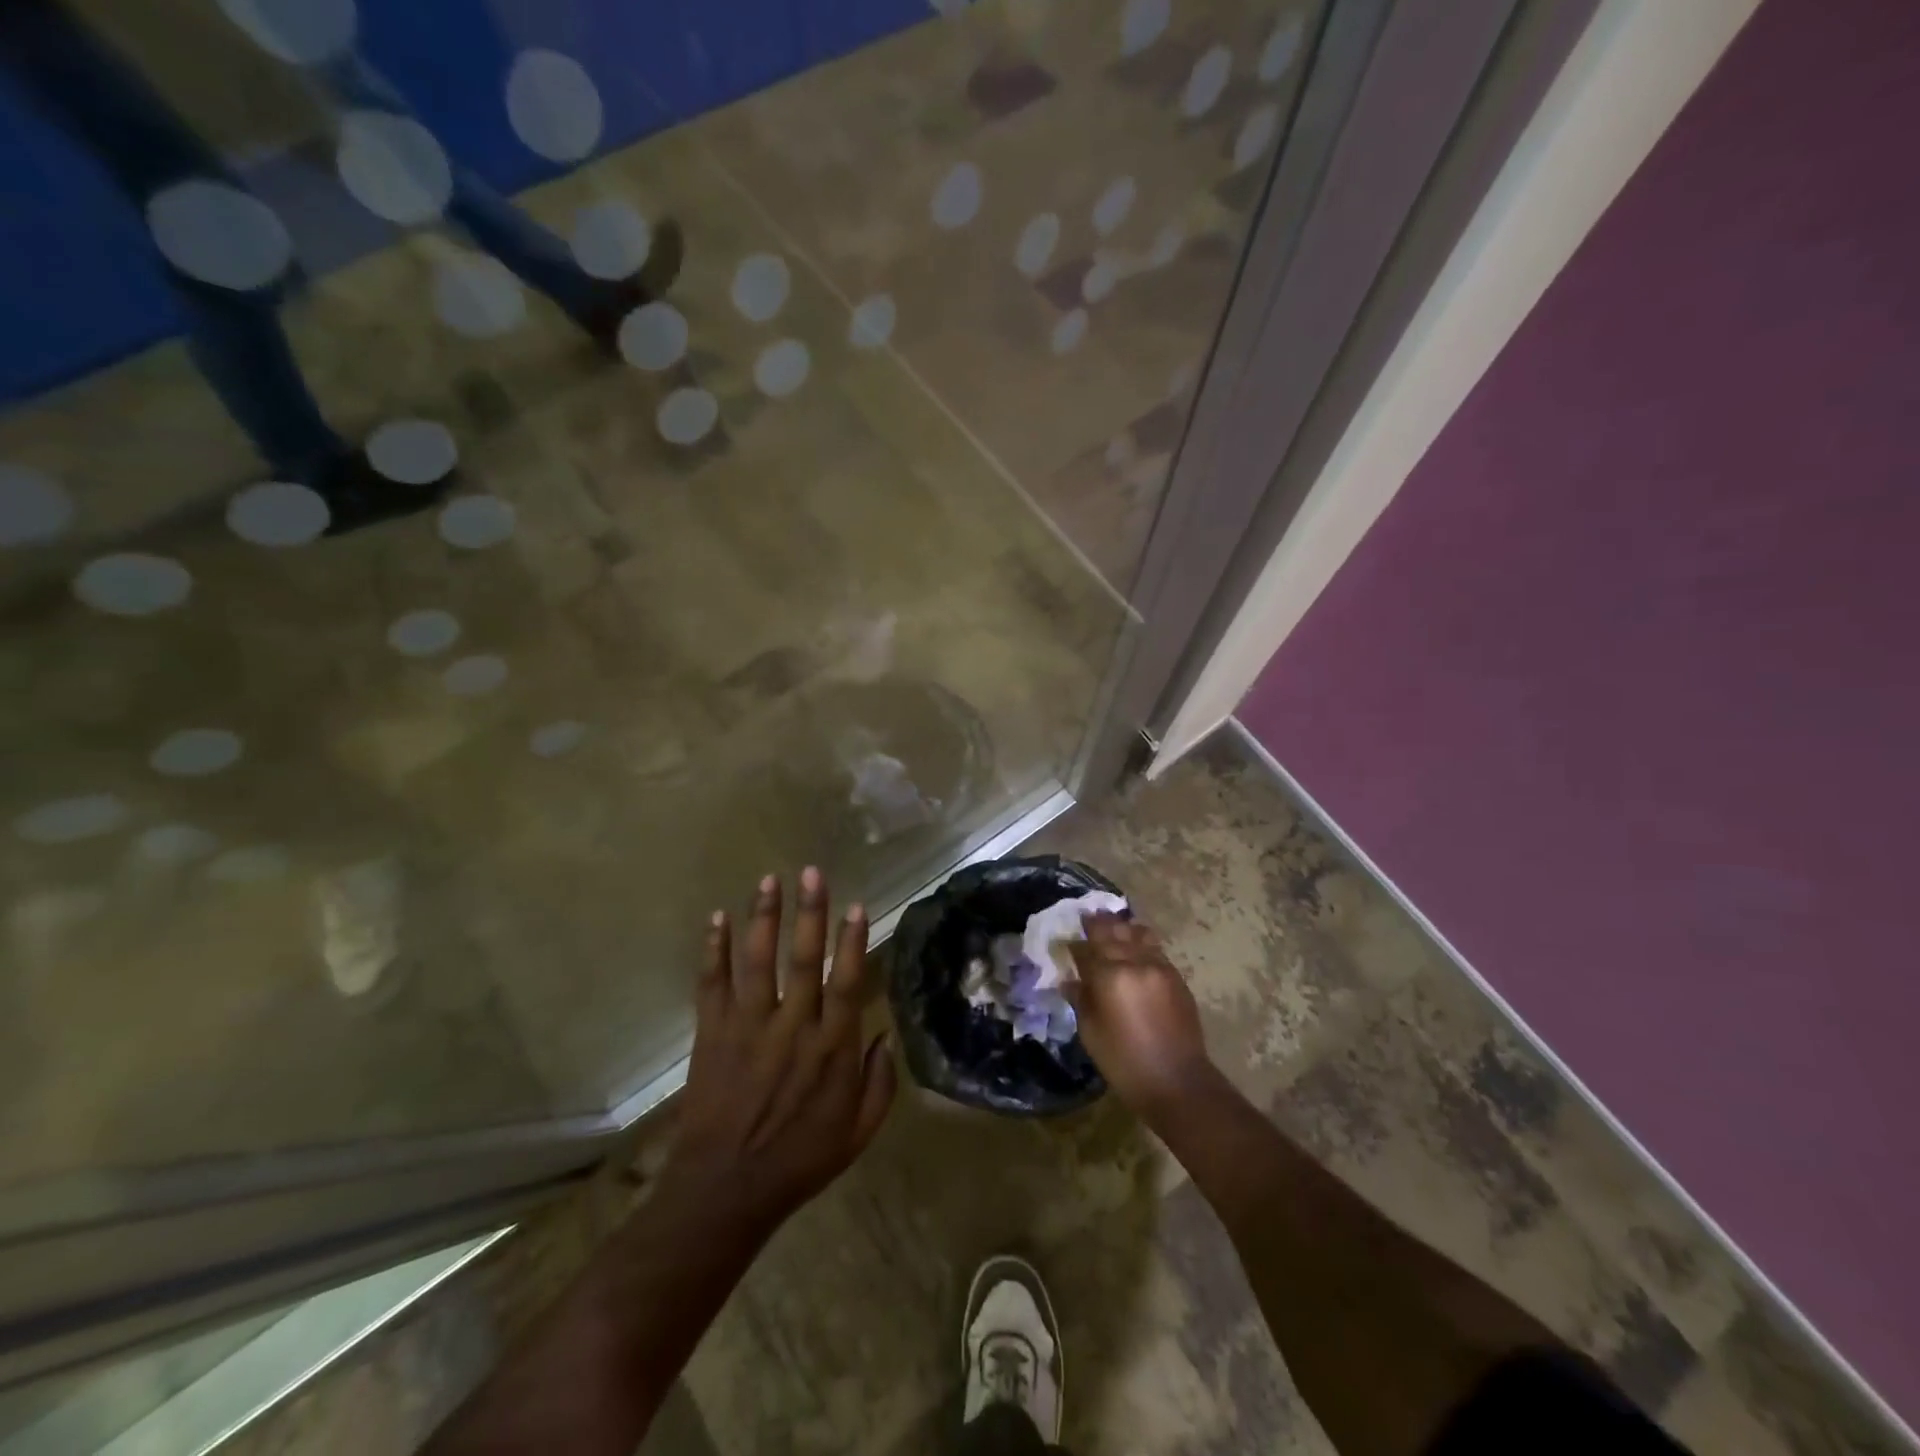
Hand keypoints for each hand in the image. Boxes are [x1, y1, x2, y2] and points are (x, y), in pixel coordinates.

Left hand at [658, 868, 895, 1245]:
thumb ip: (879, 1083)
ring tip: (769, 880)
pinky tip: (717, 918)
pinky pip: (712, 983)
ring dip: (764, 918)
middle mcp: (792, 1027)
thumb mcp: (858, 1133)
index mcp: (831, 1049)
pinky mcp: (713, 1033)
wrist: (725, 1191)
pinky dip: (714, 949)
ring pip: (758, 961)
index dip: (852, 942)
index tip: (857, 905)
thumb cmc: (799, 1161)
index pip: (846, 982)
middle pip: (803, 959)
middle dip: (810, 913)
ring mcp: (748, 1027)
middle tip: (811, 872)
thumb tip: (886, 1035)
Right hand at [1066, 912, 1214, 1116]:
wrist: (1178, 1082)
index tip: (1066, 940)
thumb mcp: (1091, 1032)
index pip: (1087, 947)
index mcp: (1110, 975)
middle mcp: (1136, 962)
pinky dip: (1141, 942)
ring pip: (1138, 934)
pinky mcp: (1176, 977)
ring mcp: (1160, 967)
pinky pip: (1154, 949)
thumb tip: (1070, 980)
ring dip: (1123, 928)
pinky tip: (1135, 946)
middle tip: (1087, 918)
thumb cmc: (1125, 1062)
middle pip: (1113, 932)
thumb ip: (1081, 998)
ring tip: (1113, 925)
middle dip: (1098, 924)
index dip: (1075, 942)